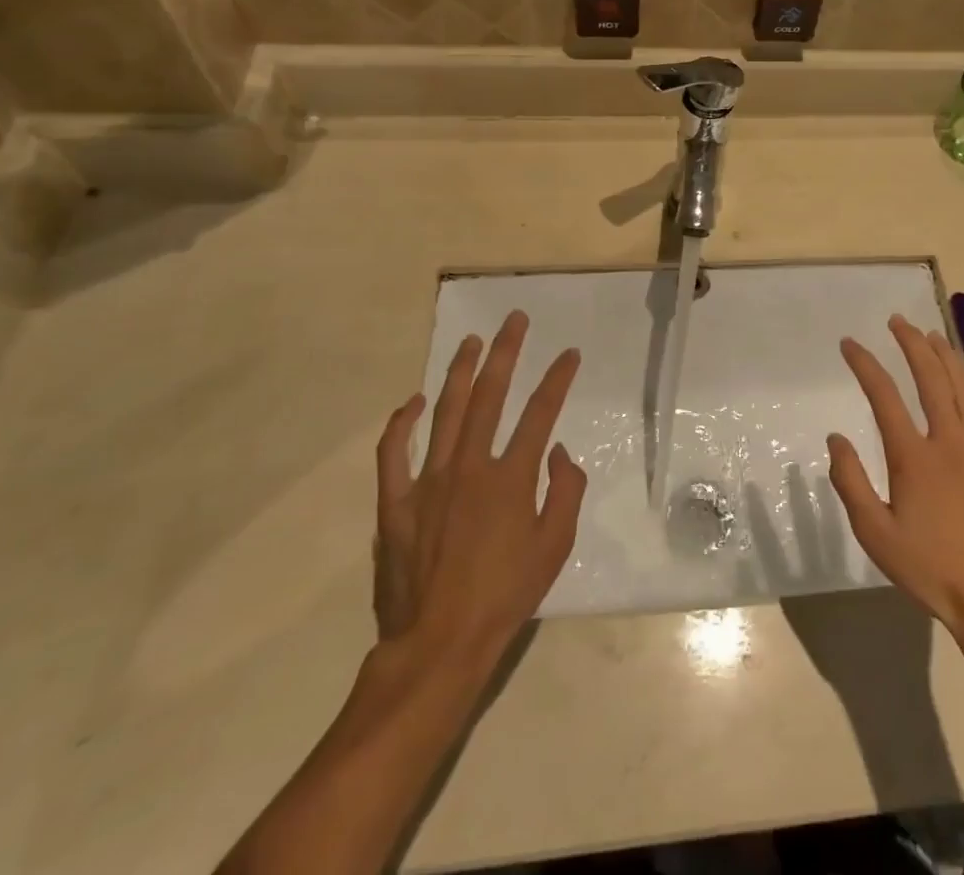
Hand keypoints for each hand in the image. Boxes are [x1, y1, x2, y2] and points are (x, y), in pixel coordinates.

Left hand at [373, 311, 586, 652]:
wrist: (440, 643)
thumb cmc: (505, 596)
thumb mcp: (555, 547)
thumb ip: (565, 491)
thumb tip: (557, 452)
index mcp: (511, 478)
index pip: (541, 413)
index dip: (558, 379)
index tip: (569, 354)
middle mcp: (470, 467)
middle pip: (491, 395)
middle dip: (506, 352)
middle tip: (514, 320)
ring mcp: (429, 481)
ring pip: (445, 411)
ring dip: (460, 372)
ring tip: (471, 341)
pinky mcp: (397, 502)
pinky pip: (393, 452)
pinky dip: (401, 423)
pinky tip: (411, 402)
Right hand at [827, 316, 963, 638]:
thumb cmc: (930, 570)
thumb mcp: (875, 534)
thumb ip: (851, 482)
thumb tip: (836, 437)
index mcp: (914, 456)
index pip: (883, 395)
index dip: (864, 364)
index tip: (849, 343)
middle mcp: (950, 441)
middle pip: (929, 379)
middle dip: (911, 344)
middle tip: (899, 321)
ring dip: (949, 359)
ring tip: (935, 335)